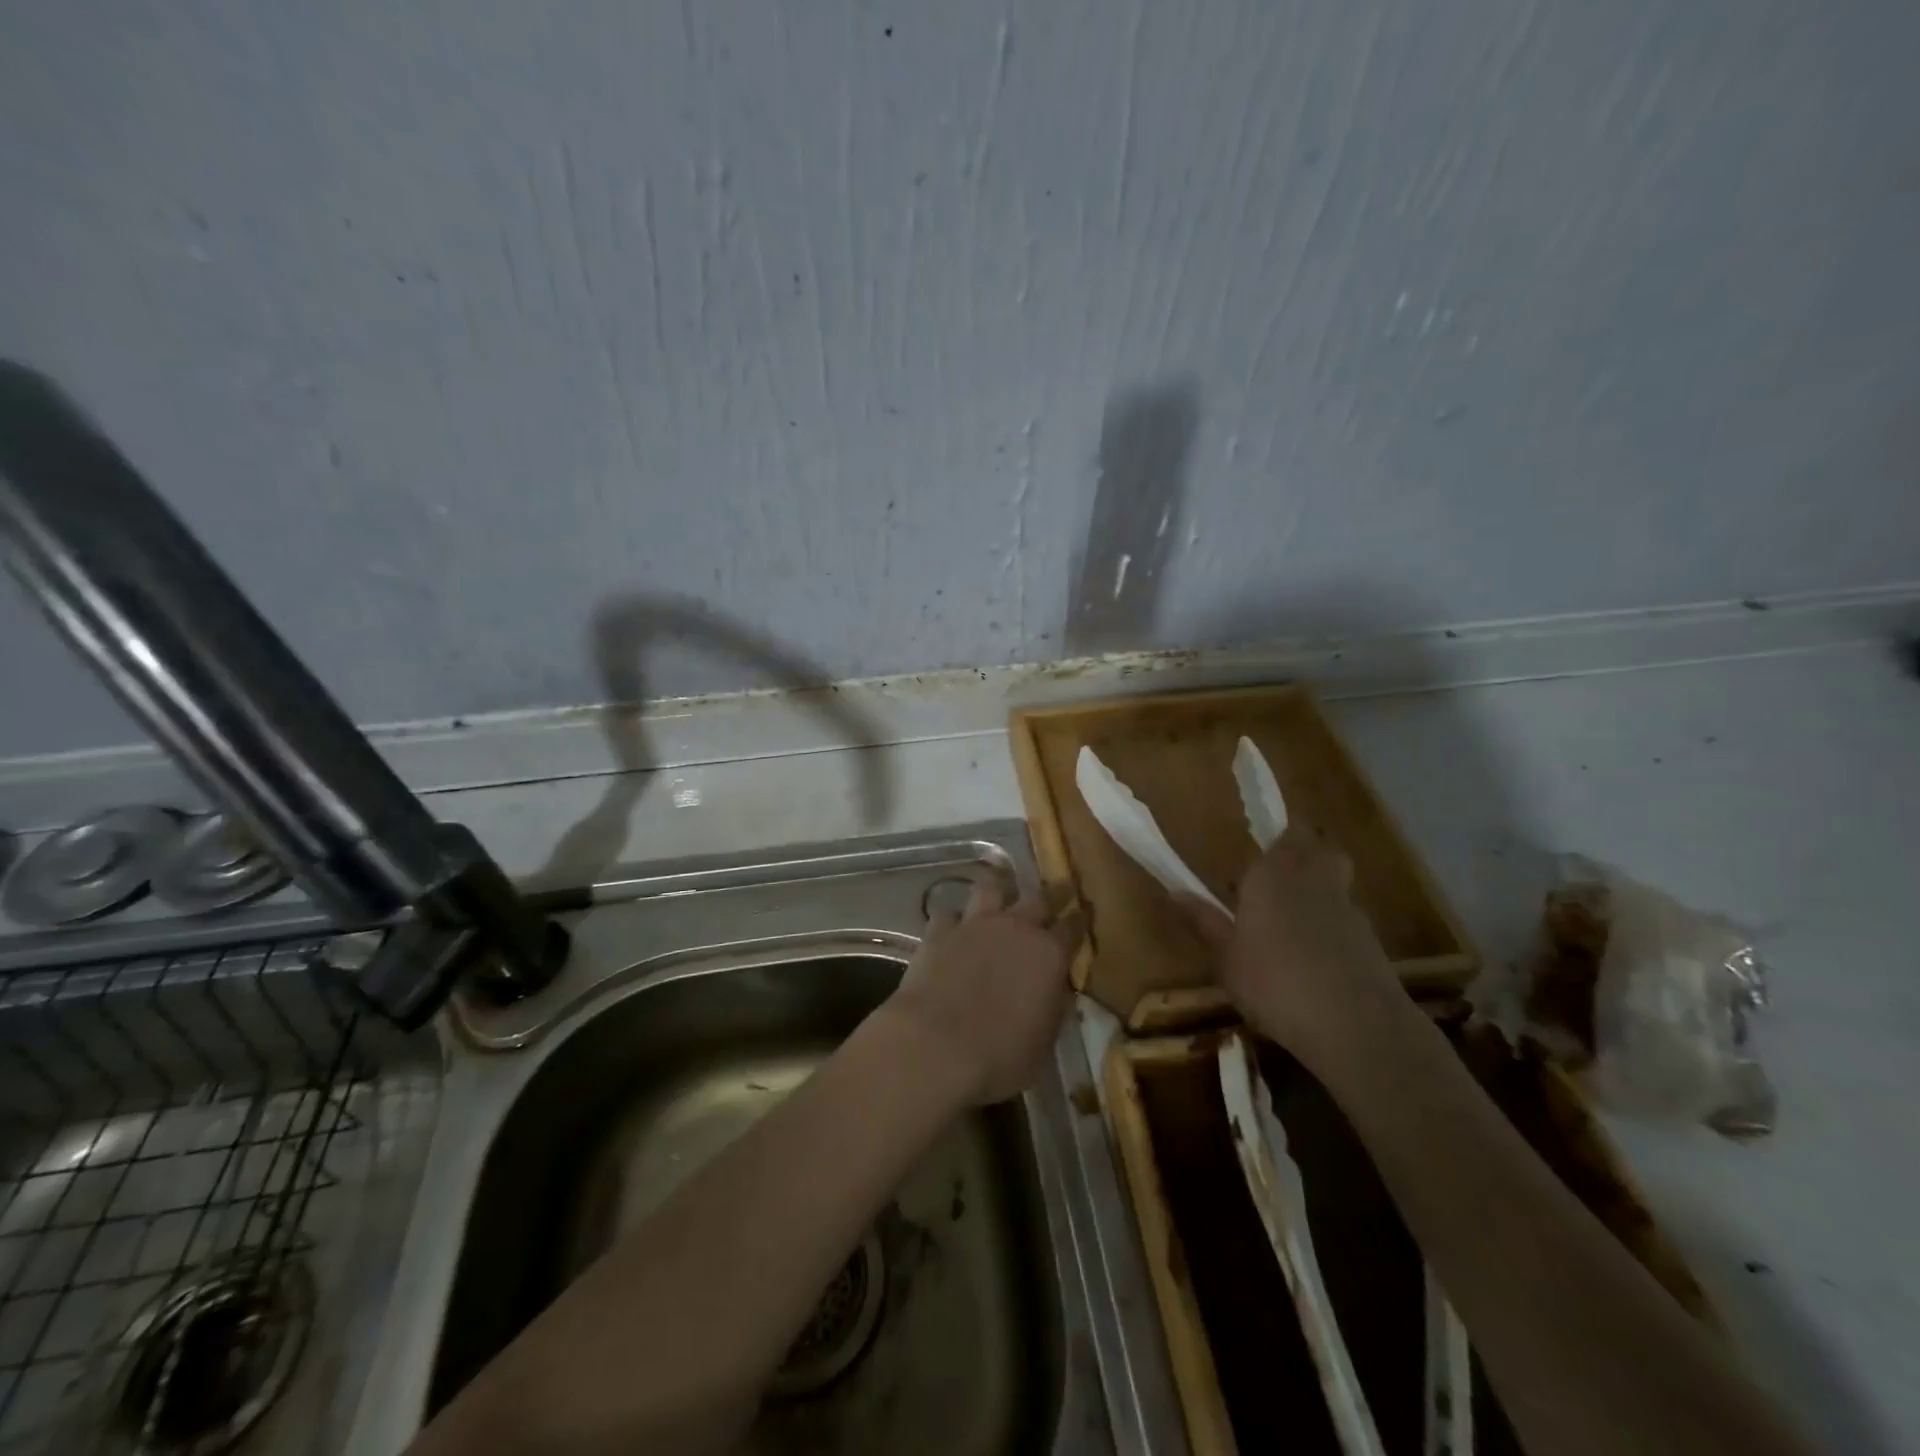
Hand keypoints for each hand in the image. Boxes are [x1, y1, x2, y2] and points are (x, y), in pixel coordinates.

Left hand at [885, 877, 1080, 1105]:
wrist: (935, 1045)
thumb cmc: (999, 1057)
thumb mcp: (1043, 1046)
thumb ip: (1054, 1012)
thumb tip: (1059, 994)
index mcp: (1049, 955)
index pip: (1073, 927)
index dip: (1079, 921)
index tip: (1082, 915)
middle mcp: (1016, 928)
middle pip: (1039, 897)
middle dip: (1050, 894)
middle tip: (1054, 892)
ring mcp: (974, 924)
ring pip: (991, 888)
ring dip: (997, 890)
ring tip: (998, 894)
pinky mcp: (938, 931)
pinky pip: (947, 913)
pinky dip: (952, 920)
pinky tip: (951, 928)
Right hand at [1184, 827, 1402, 1069]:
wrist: (1355, 1024)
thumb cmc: (1274, 984)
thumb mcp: (1226, 959)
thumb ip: (1205, 922)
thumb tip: (1175, 893)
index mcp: (1270, 875)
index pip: (1277, 838)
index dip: (1271, 845)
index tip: (1254, 858)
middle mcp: (1311, 878)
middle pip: (1316, 846)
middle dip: (1303, 850)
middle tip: (1279, 873)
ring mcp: (1346, 906)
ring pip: (1336, 877)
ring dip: (1320, 885)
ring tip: (1295, 916)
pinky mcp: (1371, 938)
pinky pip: (1347, 914)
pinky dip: (1334, 922)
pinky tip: (1317, 953)